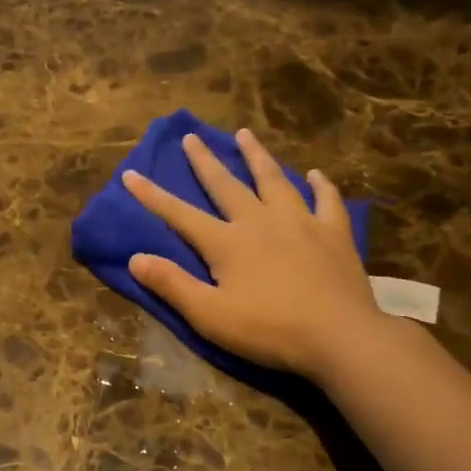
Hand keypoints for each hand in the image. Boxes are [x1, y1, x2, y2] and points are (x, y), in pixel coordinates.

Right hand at [123, 129, 380, 380]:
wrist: (339, 336)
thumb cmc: (269, 330)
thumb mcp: (209, 315)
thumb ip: (172, 284)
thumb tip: (135, 258)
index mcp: (227, 243)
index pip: (180, 214)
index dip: (153, 196)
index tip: (131, 174)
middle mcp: (261, 221)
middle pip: (227, 185)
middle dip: (205, 161)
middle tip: (192, 137)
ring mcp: (301, 222)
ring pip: (274, 180)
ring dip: (257, 157)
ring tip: (245, 134)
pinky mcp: (334, 234)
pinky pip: (326, 200)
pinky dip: (320, 185)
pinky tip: (315, 175)